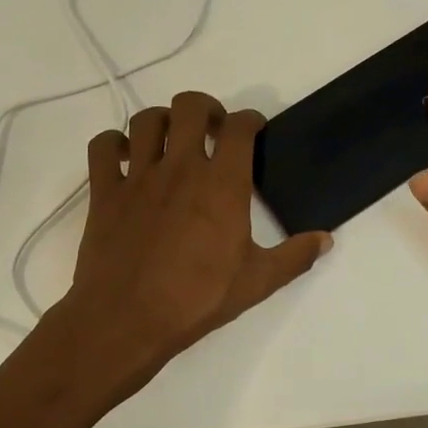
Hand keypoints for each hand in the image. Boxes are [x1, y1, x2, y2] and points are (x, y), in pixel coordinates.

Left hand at [62, 91, 330, 377]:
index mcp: (222, 184)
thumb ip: (294, 256)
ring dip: (161, 122)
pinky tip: (125, 159)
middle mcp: (181, 168)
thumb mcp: (257, 282)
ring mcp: (138, 176)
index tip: (254, 130)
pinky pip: (102, 147)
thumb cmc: (196, 299)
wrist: (126, 321)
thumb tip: (326, 239)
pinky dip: (113, 144)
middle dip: (205, 108)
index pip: (239, 126)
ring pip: (146, 120)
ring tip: (170, 141)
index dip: (250, 119)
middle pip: (190, 106)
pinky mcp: (104, 192)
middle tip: (211, 130)